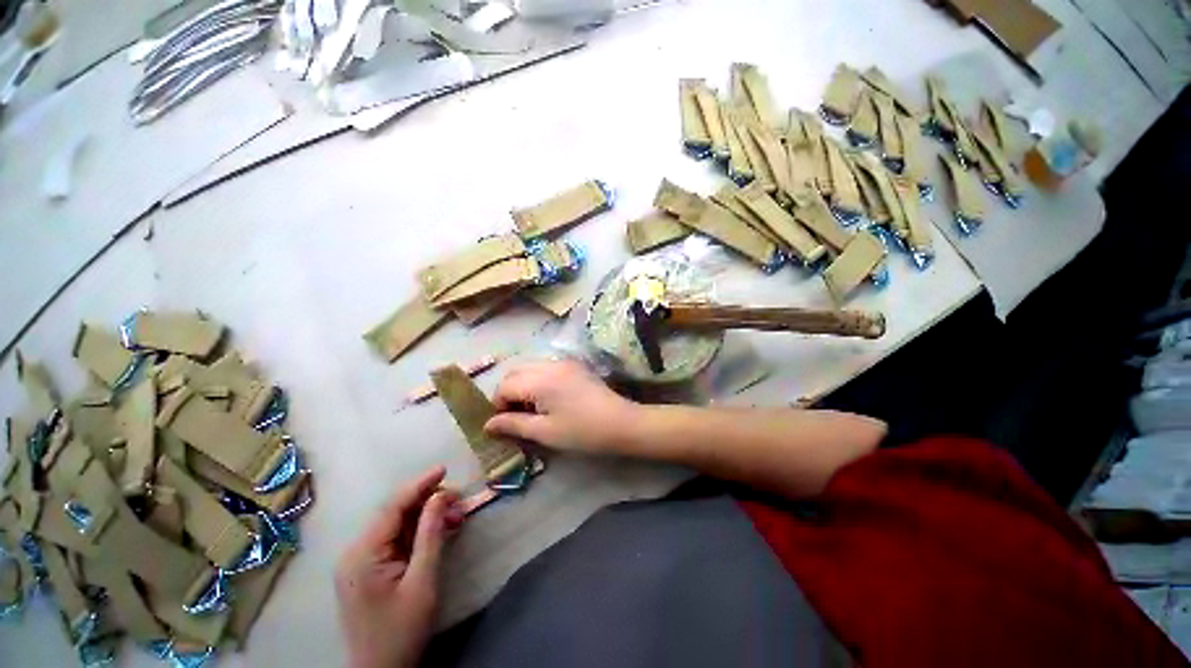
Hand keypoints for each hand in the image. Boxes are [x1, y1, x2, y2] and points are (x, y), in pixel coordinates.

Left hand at [335, 467, 464, 667]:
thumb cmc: (401, 631)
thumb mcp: (422, 582)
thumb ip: (431, 535)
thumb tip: (441, 497)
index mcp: (362, 554)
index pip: (392, 507)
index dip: (419, 484)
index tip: (444, 469)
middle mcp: (356, 552)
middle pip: (394, 514)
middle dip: (427, 502)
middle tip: (458, 499)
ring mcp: (360, 562)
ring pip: (397, 526)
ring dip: (426, 517)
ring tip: (455, 514)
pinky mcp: (369, 570)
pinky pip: (395, 541)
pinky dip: (418, 533)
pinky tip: (440, 531)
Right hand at [484, 359, 637, 452]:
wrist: (621, 423)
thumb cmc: (582, 431)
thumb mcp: (544, 432)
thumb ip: (513, 424)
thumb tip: (488, 424)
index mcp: (539, 380)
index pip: (505, 386)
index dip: (498, 405)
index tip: (504, 424)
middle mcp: (549, 364)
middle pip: (515, 372)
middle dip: (508, 392)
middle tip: (515, 416)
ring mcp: (563, 362)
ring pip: (529, 367)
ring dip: (522, 385)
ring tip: (531, 409)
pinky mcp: (574, 365)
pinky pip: (545, 367)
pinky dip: (537, 380)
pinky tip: (547, 399)